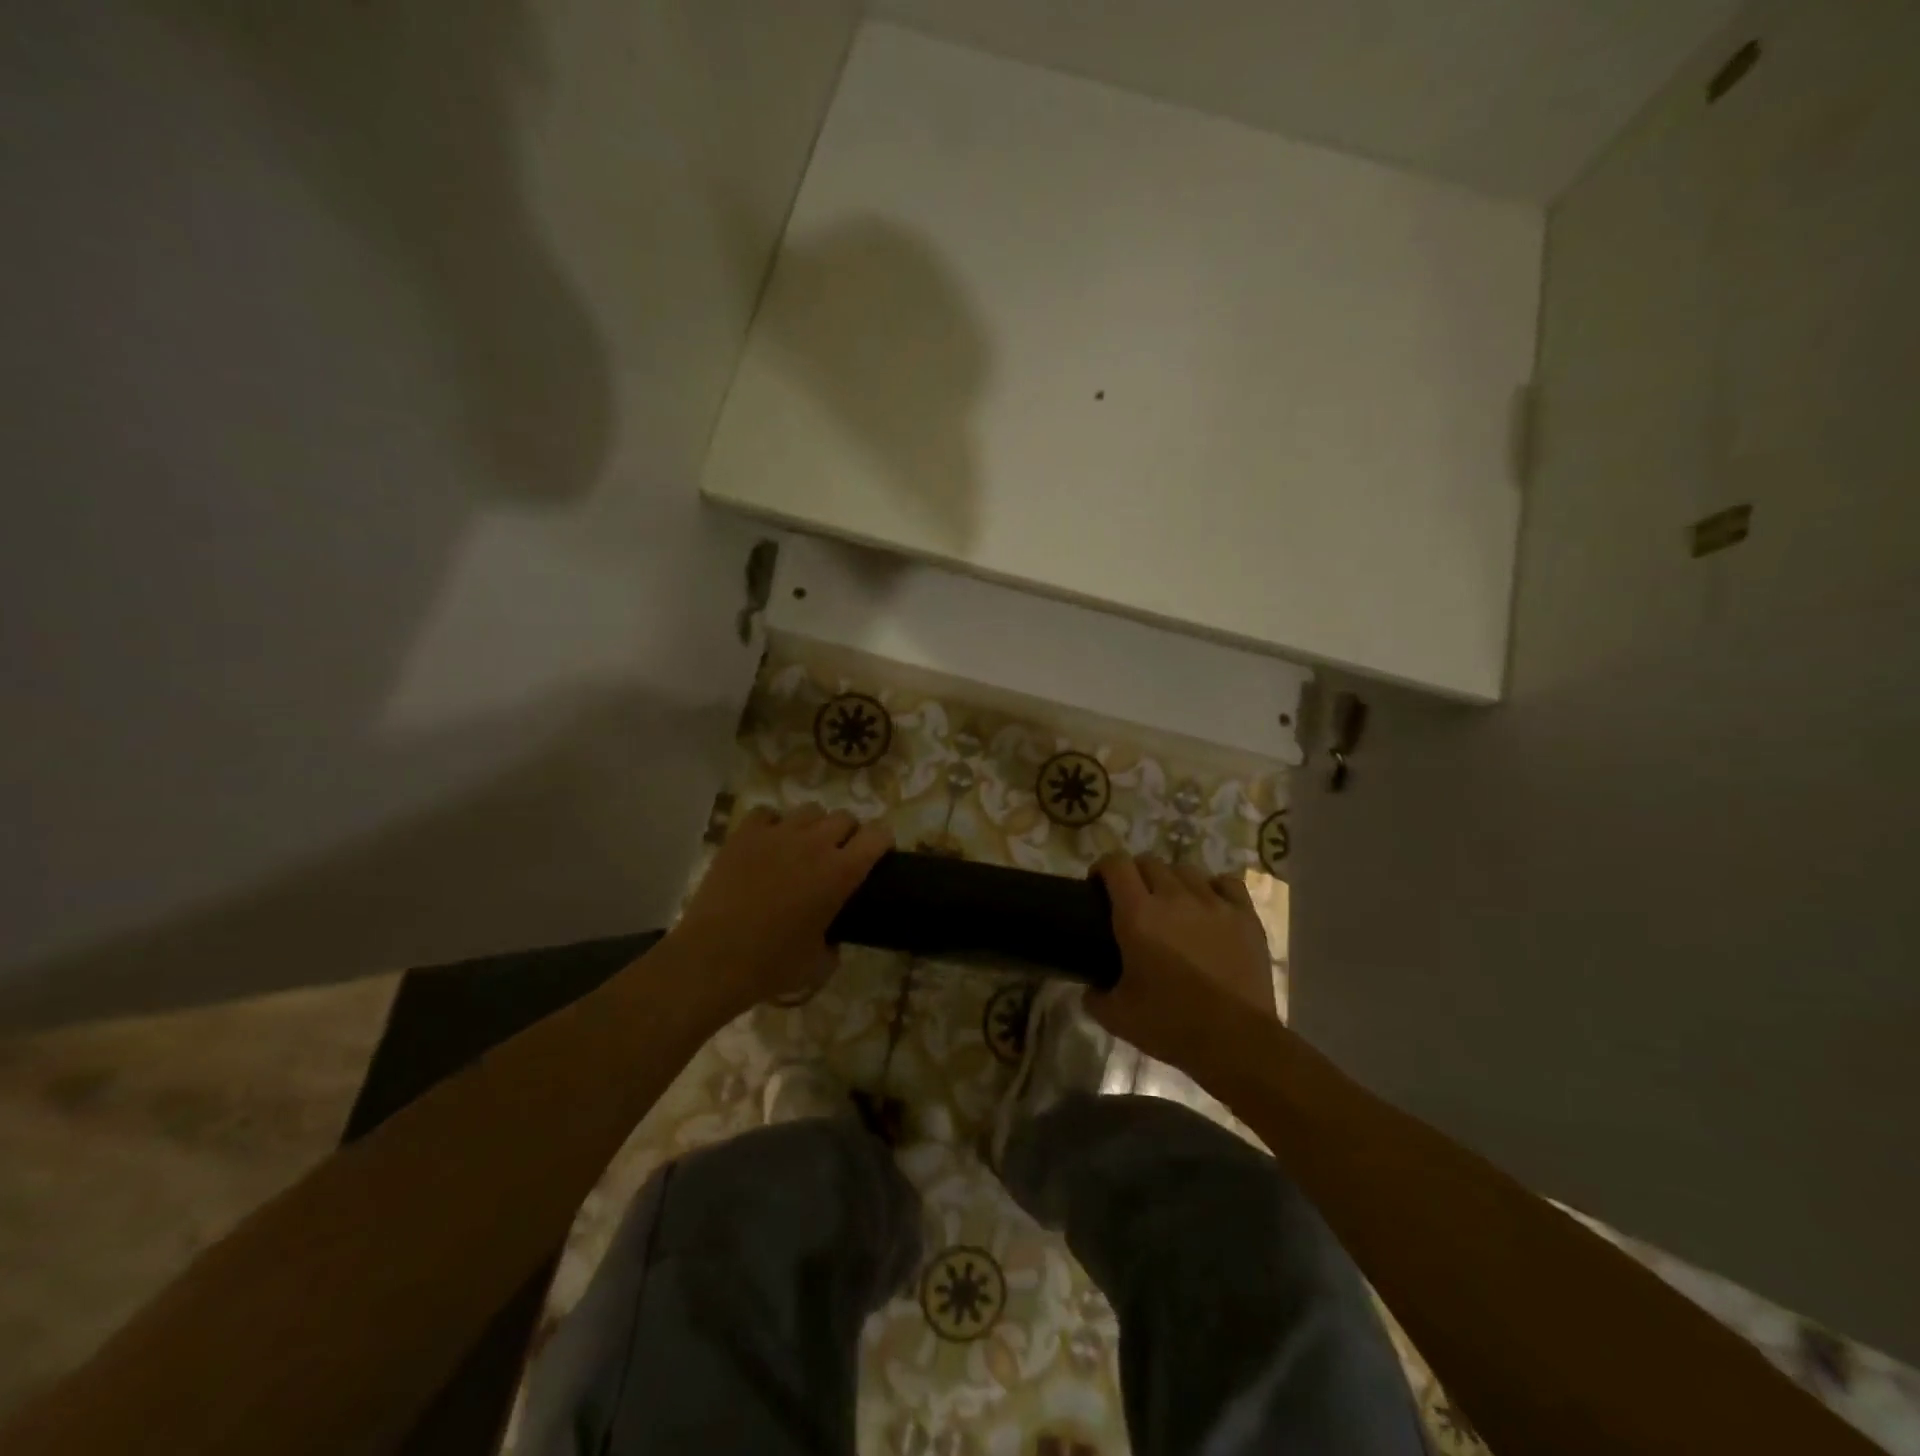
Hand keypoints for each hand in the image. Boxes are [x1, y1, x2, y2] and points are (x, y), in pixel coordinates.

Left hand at [669, 804, 891, 1018]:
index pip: (878, 835)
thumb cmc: (771, 965)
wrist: (713, 958)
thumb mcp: (818, 963)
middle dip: (847, 834)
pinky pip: (768, 813)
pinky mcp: (745, 834)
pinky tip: (767, 845)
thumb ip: (834, 944)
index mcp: (841, 873)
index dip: (882, 842)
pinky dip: (772, 825)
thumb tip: (832, 940)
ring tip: (800, 848)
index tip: (876, 855)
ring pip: (810, 810)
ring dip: (813, 827)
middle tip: (836, 857)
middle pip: (844, 817)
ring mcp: (778, 834)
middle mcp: (815, 843)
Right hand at [1087, 853, 1278, 1073]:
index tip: (1097, 885)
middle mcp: (1174, 898)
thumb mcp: (1116, 1016)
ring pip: (1186, 870)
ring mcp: (1214, 904)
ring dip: (1172, 881)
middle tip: (1133, 900)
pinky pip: (1227, 884)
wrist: (1236, 1042)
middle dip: (1135, 874)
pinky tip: (1210, 905)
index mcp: (1138, 915)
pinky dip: (1214, 888)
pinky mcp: (1245, 917)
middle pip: (1149, 862)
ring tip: (1172, 904)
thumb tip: (1090, 988)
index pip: (1116, 864)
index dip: (1102, 868)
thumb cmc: (1170, 1025)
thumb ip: (1095, 996)